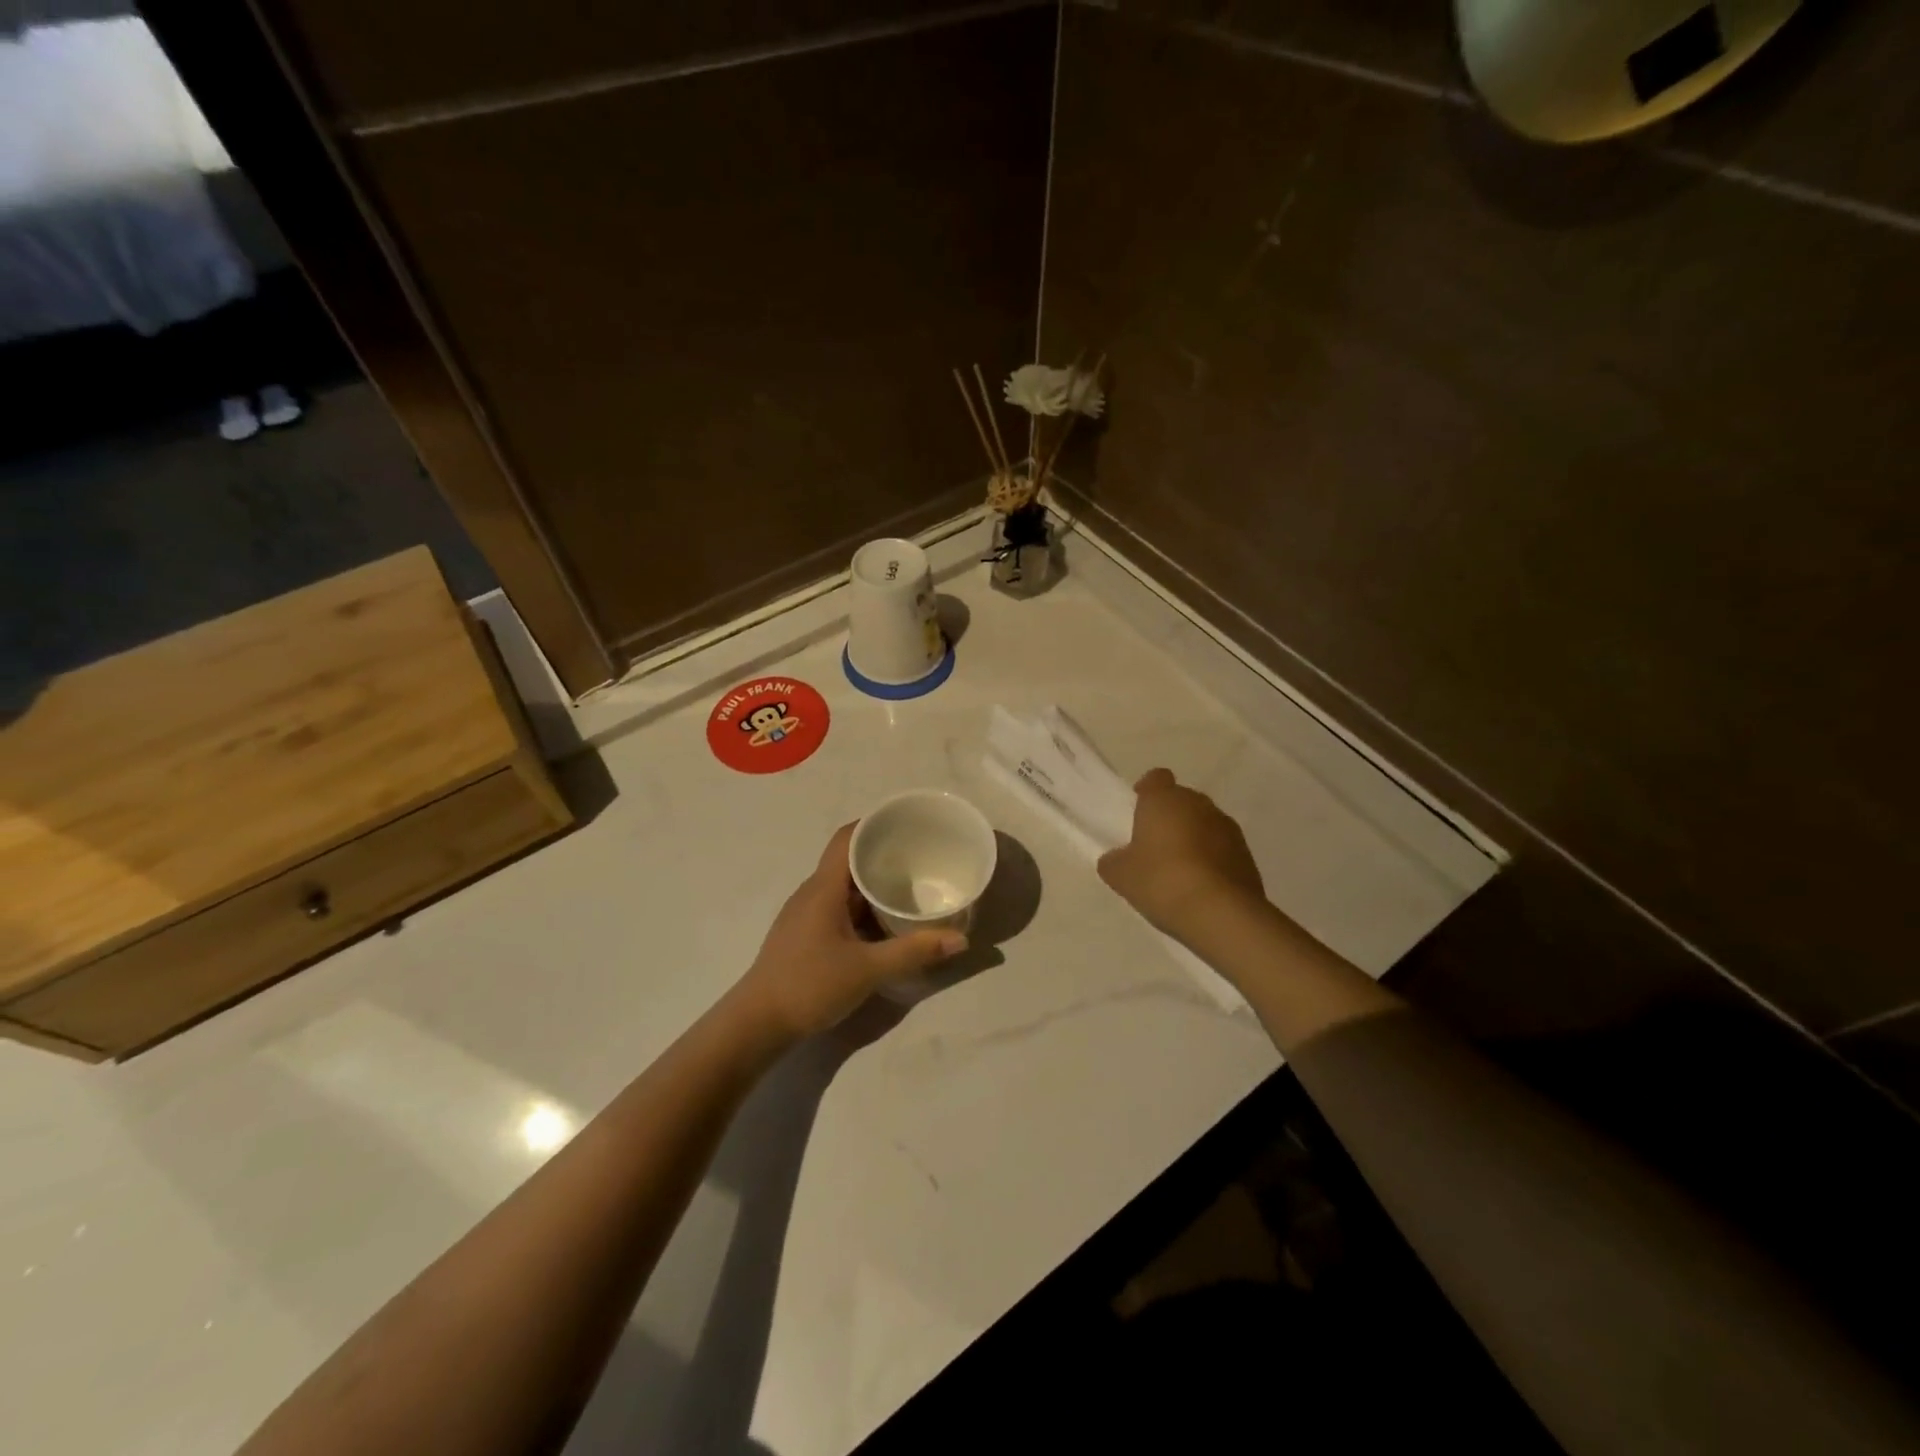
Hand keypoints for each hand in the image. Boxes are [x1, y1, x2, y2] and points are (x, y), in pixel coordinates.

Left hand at [733, 824, 966, 1039]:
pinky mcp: (805, 934)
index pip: (847, 838)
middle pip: (848, 859)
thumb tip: (960, 938)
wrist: (758, 1023)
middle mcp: (812, 892)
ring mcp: (805, 914)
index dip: (874, 824)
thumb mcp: (868, 969)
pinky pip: (838, 906)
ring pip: (844, 886)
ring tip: (909, 886)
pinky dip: (862, 906)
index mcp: (823, 888)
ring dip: (873, 883)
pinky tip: (883, 922)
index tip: (907, 824)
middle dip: (882, 854)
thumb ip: (914, 952)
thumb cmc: (810, 985)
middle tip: (920, 857)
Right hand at [1098, 768, 1265, 944]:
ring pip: (1204, 824)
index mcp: (1165, 800)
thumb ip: (1114, 861)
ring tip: (1179, 870)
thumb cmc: (1162, 881)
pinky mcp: (1247, 854)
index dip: (1147, 791)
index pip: (1156, 778)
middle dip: (1170, 817)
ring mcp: (1228, 828)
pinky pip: (1222, 848)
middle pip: (1182, 800)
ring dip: (1193, 838)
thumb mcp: (1121, 876)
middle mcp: (1199, 804)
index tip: (1139, 809)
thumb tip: (1116, 858)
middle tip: (1154, 845)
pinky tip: (1201, 886)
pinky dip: (1212, 859)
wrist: (1221, 913)